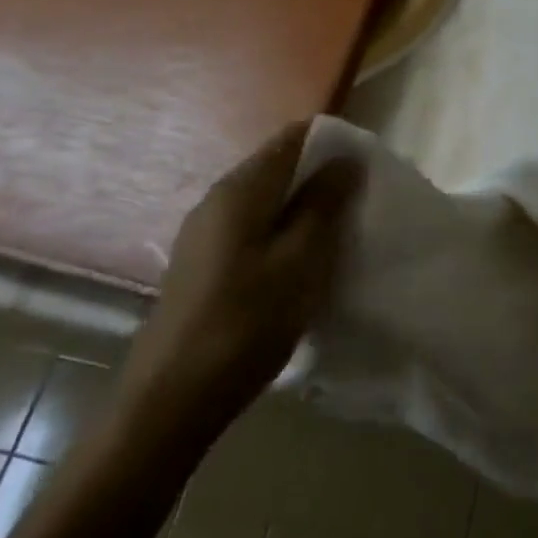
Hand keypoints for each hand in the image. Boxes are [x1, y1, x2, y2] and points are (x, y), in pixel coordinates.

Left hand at [115, 121, 361, 462]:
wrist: (170, 399)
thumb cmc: (245, 323)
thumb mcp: (300, 262)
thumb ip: (324, 204)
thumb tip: (346, 158)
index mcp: (241, 189)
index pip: (293, 138)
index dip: (335, 144)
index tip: (368, 171)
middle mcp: (218, 198)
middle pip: (280, 167)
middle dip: (323, 179)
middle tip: (361, 208)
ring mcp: (206, 232)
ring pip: (268, 201)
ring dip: (305, 210)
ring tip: (338, 238)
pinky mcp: (203, 262)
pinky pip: (253, 228)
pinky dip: (283, 234)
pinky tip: (300, 267)